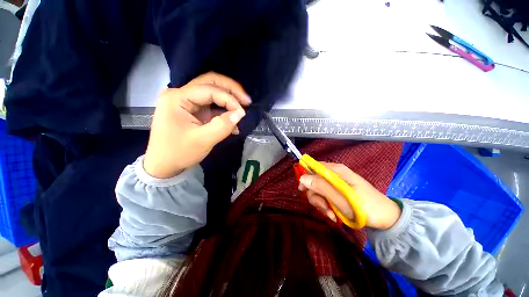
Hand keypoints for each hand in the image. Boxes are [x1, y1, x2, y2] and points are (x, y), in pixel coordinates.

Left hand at [144, 72, 250, 178]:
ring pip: (212, 92)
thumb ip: (223, 126)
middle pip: (210, 82)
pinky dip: (223, 112)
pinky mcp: (193, 111)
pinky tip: (232, 124)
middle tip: (246, 101)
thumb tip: (240, 113)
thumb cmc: (178, 153)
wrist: (163, 165)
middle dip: (231, 90)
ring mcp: (186, 102)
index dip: (229, 99)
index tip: (242, 113)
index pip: (209, 90)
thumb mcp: (202, 141)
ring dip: (228, 100)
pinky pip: (211, 106)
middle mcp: (180, 94)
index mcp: (177, 98)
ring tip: (241, 112)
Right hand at [298, 162, 401, 229]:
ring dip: (321, 204)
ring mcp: (335, 185)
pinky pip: (324, 198)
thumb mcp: (341, 198)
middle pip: (313, 181)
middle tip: (323, 207)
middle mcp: (333, 175)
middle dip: (315, 195)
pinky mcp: (336, 194)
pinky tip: (333, 215)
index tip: (303, 190)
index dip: (305, 177)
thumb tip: (302, 178)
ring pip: (318, 191)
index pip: (313, 167)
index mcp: (335, 170)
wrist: (385, 219)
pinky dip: (326, 207)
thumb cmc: (365, 207)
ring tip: (331, 214)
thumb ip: (321, 186)